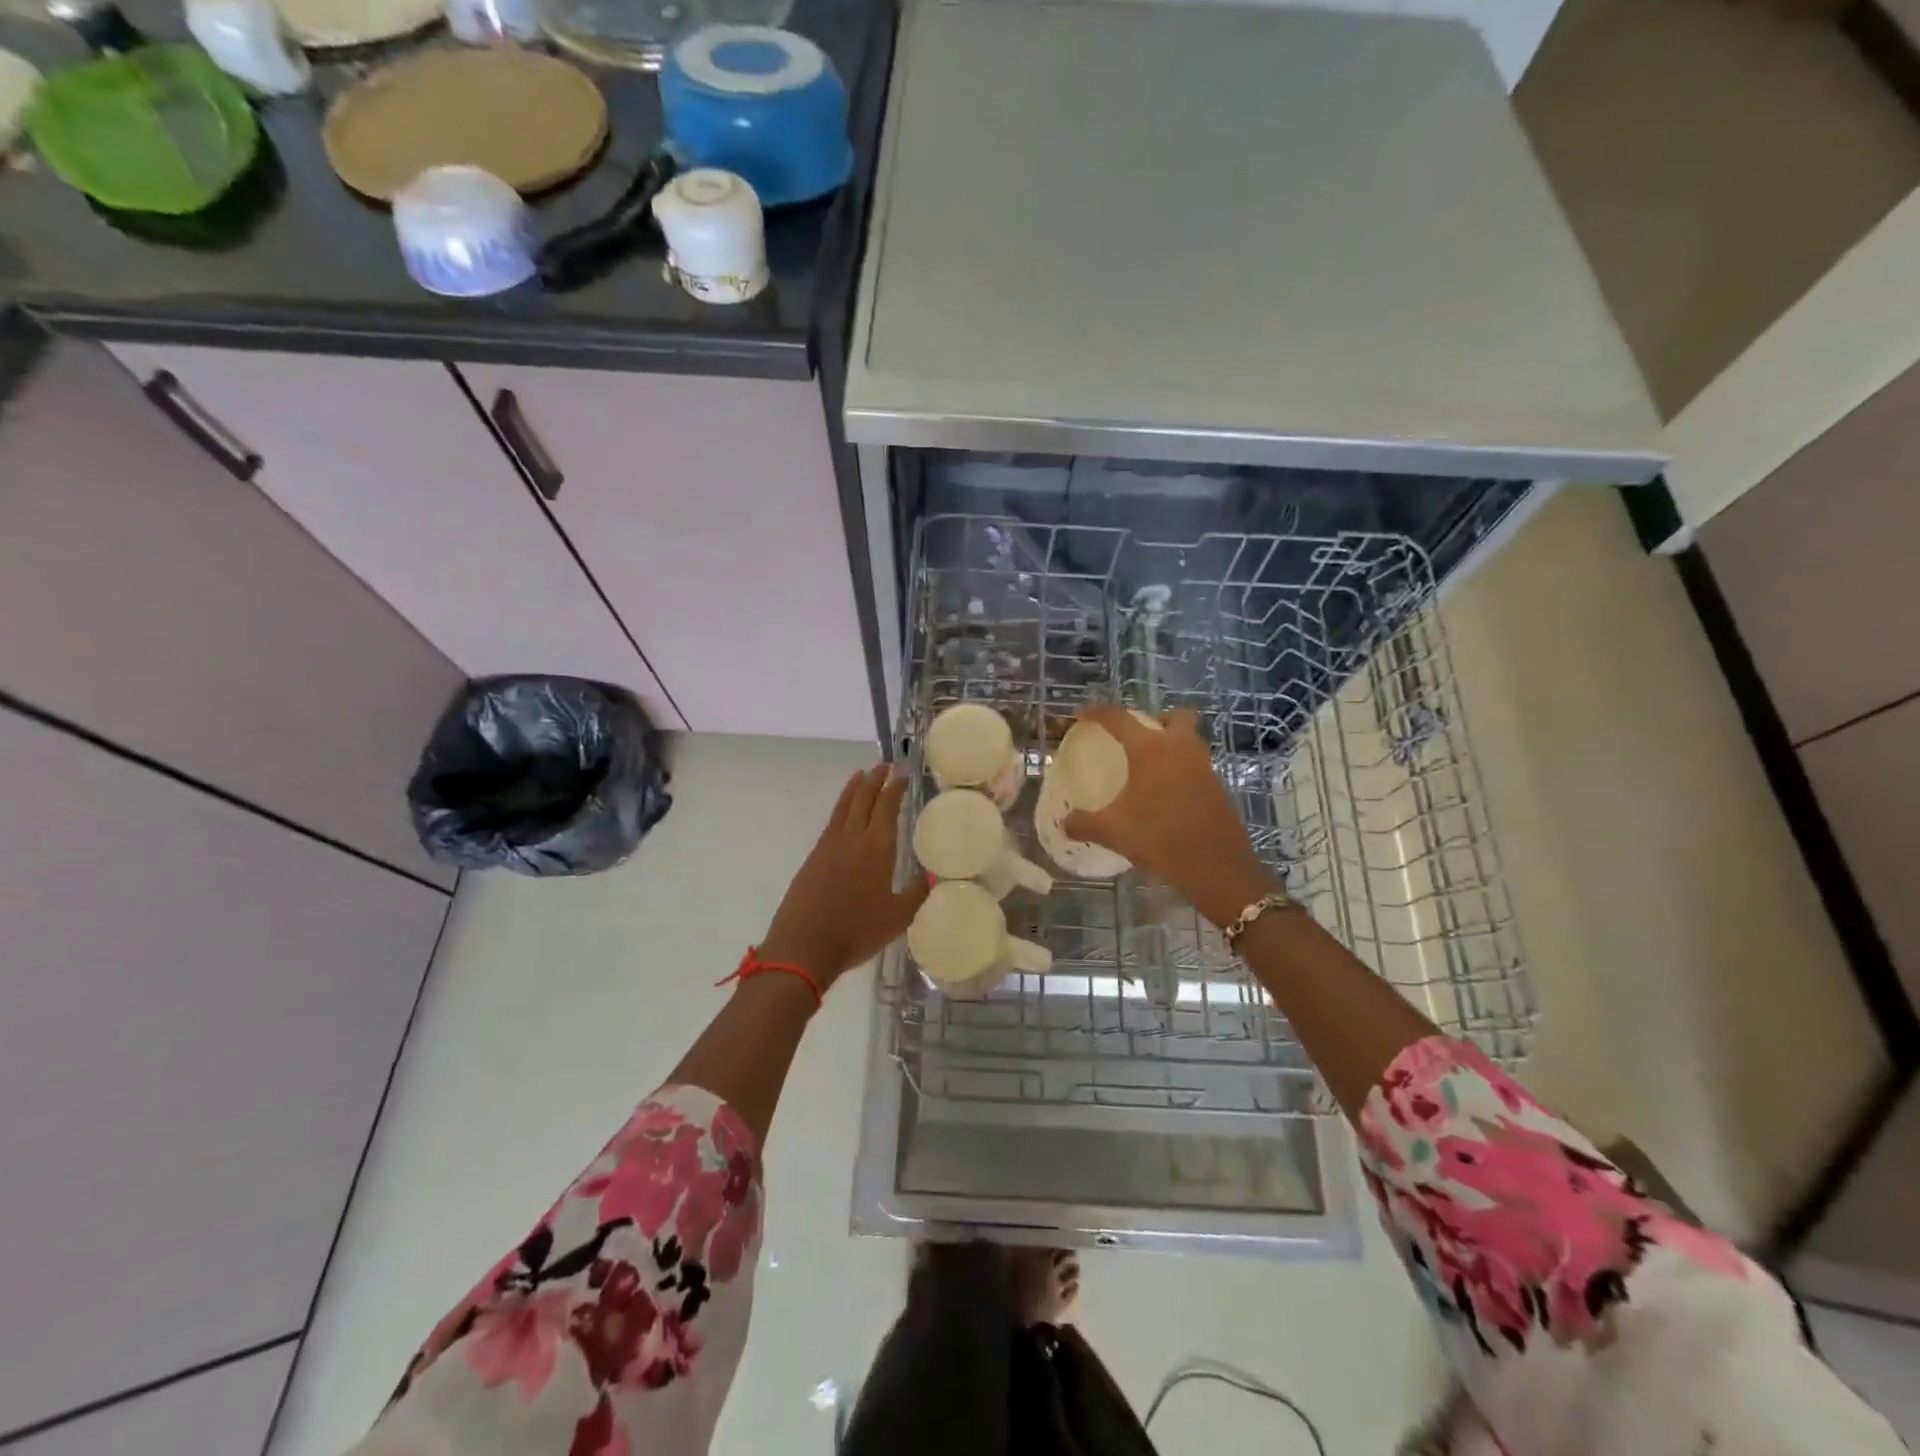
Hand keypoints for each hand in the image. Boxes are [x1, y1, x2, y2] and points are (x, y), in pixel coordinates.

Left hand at [759, 765, 928, 988]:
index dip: (895, 787)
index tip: (902, 771)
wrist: (804, 946)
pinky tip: (843, 812)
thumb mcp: (897, 918)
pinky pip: (831, 823)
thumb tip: (933, 876)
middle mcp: (853, 839)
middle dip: (875, 779)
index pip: (888, 807)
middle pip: (864, 799)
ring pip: (844, 807)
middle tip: (885, 764)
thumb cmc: (856, 932)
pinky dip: (840, 808)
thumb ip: (916, 893)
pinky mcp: (813, 858)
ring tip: (861, 774)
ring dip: (854, 789)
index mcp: (878, 848)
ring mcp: (829, 846)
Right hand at [1062, 706, 1273, 927]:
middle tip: (1133, 739)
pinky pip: (1196, 765)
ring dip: (1170, 744)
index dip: (1096, 712)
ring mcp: (1203, 766)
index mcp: (1150, 750)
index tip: (1080, 715)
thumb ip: (1083, 824)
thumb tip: (1063, 823)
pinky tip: (1164, 795)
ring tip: (1146, 768)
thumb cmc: (1161, 839)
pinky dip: (1180, 769)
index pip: (1119, 718)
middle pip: (1173, 717)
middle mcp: (1180, 748)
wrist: (1218, 868)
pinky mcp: (1217, 787)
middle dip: (1153, 720)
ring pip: (1189, 740)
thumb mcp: (1114, 832)